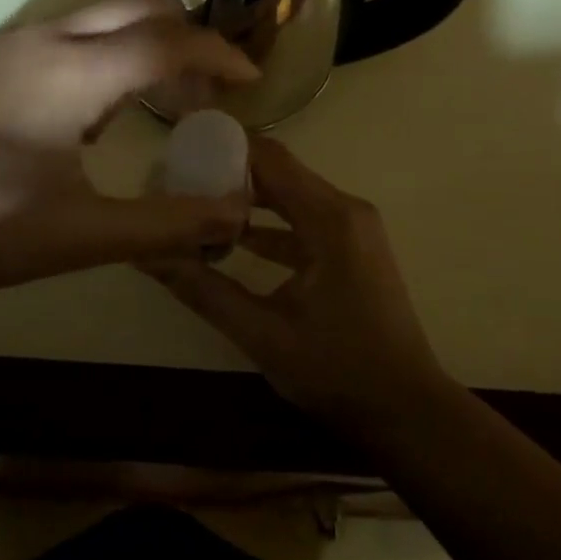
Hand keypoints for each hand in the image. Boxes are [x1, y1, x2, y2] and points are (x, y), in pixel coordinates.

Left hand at [0, 0, 258, 304]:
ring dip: (143, 43)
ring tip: (162, 101)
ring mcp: (10, 43)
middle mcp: (45, 37)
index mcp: (74, 70)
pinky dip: (105, 53)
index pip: (170, 42)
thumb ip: (166, 223)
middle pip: (138, 7)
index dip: (220, 56)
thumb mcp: (79, 234)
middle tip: (209, 90)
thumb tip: (236, 212)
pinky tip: (97, 113)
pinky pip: (66, 34)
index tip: (251, 82)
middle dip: (186, 37)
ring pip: (99, 17)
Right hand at [145, 136, 453, 430]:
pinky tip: (235, 239)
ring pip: (293, 195)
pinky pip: (305, 219)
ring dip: (250, 197)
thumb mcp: (263, 335)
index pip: (271, 159)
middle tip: (182, 176)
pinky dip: (271, 224)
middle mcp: (345, 210)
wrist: (408, 411)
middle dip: (232, 171)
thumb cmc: (338, 371)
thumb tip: (152, 257)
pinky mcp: (353, 248)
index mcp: (329, 219)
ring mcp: (353, 228)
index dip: (227, 147)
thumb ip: (206, 291)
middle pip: (281, 171)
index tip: (183, 148)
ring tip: (199, 201)